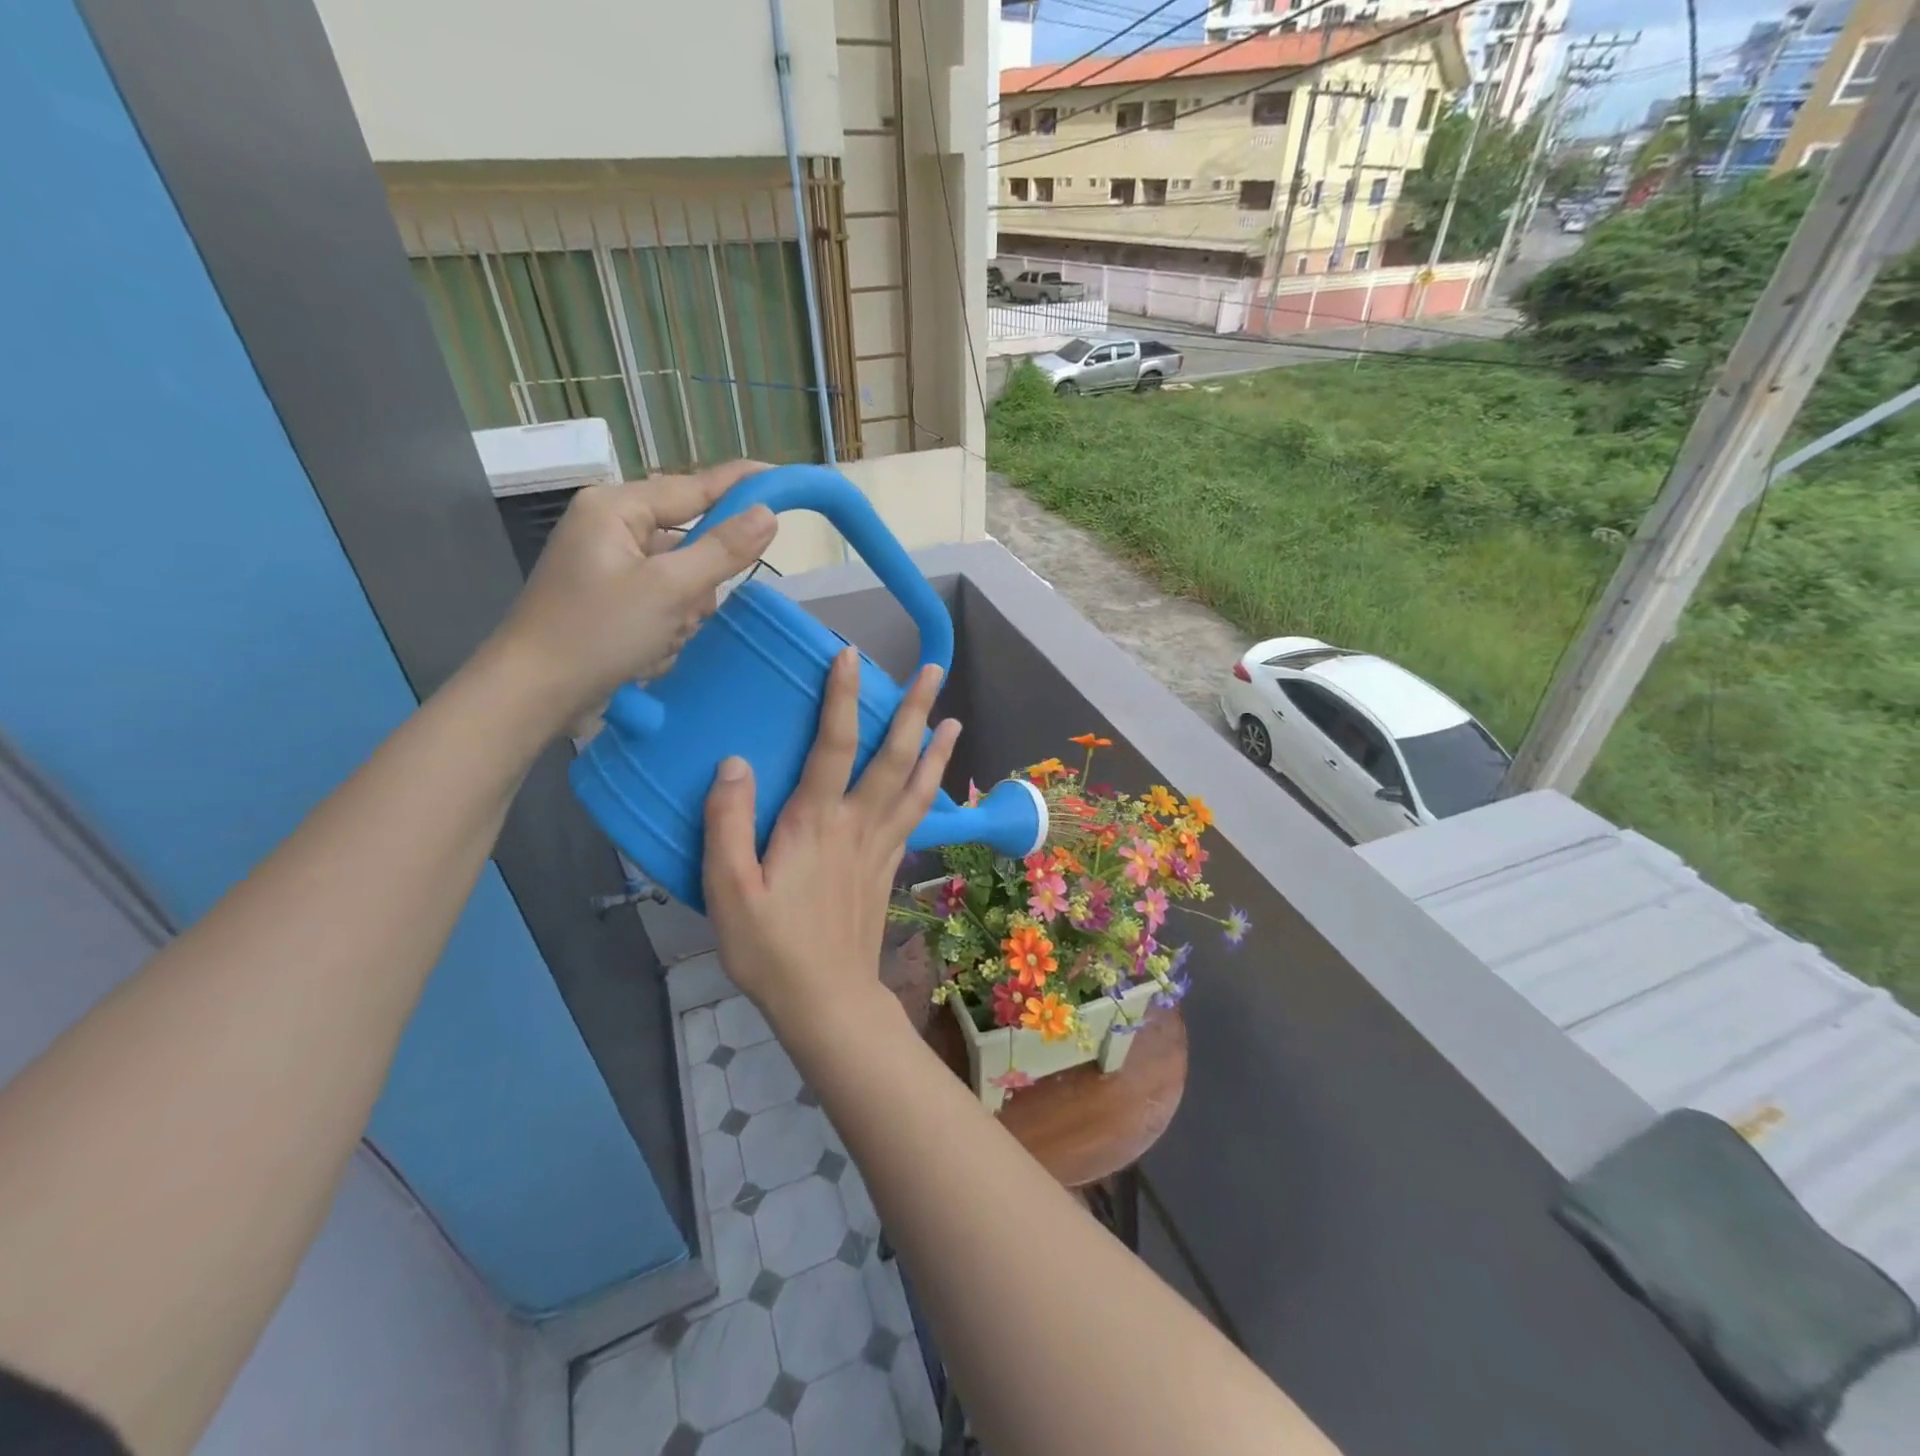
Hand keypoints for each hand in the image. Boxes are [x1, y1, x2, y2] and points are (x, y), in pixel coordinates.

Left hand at [488, 461, 777, 728]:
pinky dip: (666, 627)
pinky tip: (648, 651)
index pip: (694, 486)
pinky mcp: (610, 600)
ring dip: (683, 612)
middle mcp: (612, 528)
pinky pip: (663, 602)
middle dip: (699, 582)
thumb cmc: (598, 633)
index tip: (782, 479)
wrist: (533, 694)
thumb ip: (723, 550)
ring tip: (659, 639)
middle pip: (690, 540)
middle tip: (688, 611)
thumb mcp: (669, 590)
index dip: (741, 485)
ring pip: (681, 578)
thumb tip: (767, 515)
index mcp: (616, 508)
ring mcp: (609, 566)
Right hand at [703, 648, 959, 1034]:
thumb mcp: (727, 890)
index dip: (842, 697)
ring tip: (953, 718)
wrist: (827, 1001)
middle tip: (932, 670)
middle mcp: (858, 825)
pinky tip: (934, 782)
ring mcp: (882, 847)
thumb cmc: (770, 949)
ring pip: (917, 787)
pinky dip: (931, 791)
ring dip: (936, 749)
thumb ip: (727, 824)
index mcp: (816, 824)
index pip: (834, 745)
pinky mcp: (890, 868)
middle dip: (913, 709)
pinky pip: (917, 818)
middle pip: (894, 757)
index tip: (851, 655)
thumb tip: (736, 762)